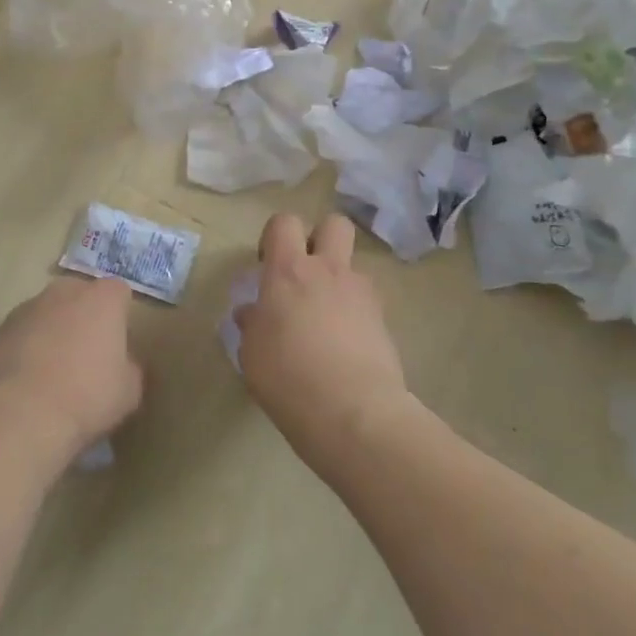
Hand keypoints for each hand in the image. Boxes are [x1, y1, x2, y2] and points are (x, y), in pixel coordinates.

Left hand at [0, 276, 143, 466]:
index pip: (119, 292)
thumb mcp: (129, 391)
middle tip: (87, 356)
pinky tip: (27, 384)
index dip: (120, 317)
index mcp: (102, 299)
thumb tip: (121, 363)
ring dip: (52, 332)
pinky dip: (26, 350)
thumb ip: (129, 367)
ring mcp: (27, 308)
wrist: (19, 414)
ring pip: (47, 313)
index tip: (118, 345)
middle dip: (84, 318)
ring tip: (53, 373)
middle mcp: (64, 292)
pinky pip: (21, 335)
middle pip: (80, 296)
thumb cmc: (86, 396)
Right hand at [234, 213, 409, 474]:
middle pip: (334, 224)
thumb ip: (252, 324)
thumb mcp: (252, 355)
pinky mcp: (383, 319)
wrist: (354, 412)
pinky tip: (344, 344)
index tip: (266, 265)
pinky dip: (354, 312)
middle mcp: (328, 271)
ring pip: (352, 265)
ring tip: (326, 318)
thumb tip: (252, 312)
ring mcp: (361, 293)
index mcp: (288, 271)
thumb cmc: (288, 379)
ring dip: (338, 281)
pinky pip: (366, 300)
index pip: (284, 223)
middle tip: (304, 273)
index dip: (274, 236)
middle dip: (320, 238)